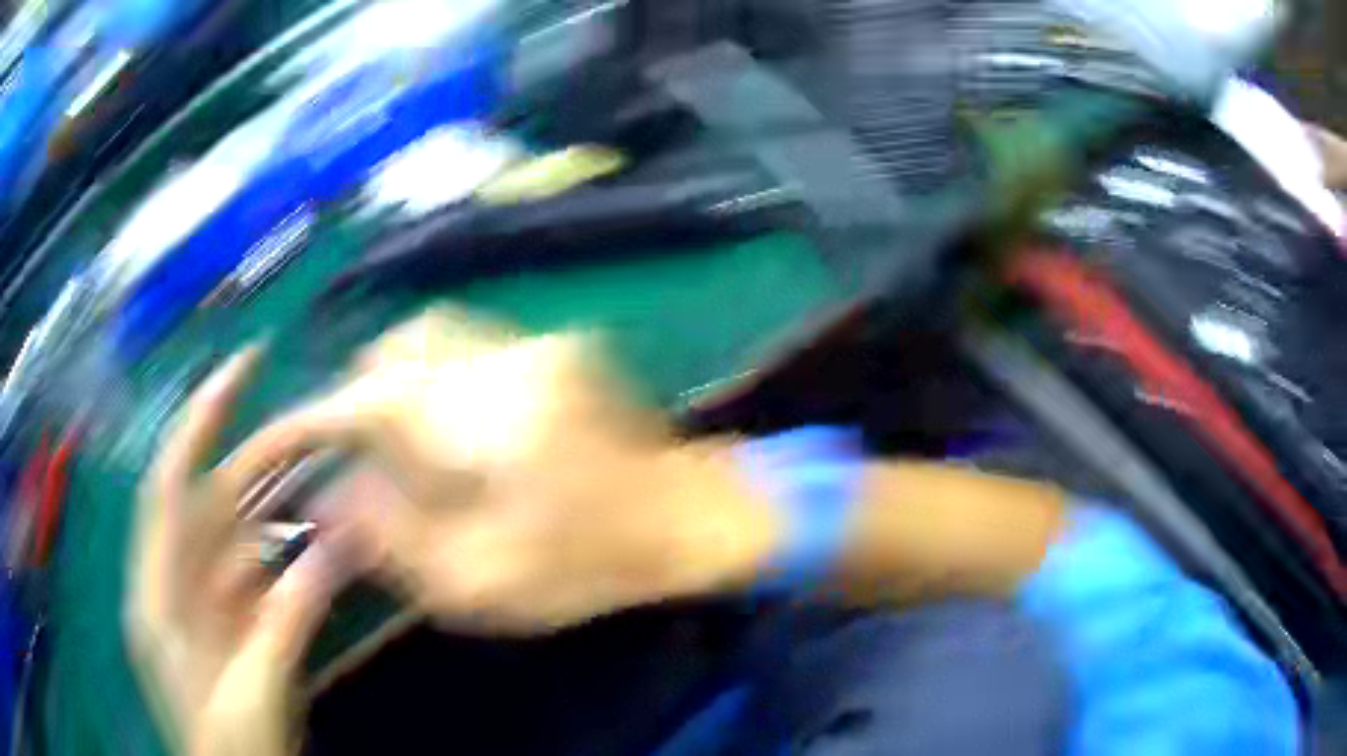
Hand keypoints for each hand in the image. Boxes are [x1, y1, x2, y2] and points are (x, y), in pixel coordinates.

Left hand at [126, 349, 353, 755]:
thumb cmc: (231, 748)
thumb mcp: (255, 691)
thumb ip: (287, 621)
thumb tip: (335, 549)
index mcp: (159, 594)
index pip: (170, 487)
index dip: (199, 422)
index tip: (241, 369)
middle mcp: (176, 585)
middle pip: (211, 506)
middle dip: (252, 460)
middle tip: (309, 422)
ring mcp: (206, 607)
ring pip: (238, 540)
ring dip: (278, 511)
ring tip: (325, 477)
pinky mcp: (233, 628)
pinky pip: (257, 578)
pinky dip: (286, 559)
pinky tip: (318, 545)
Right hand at [220, 308, 779, 634]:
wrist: (693, 521)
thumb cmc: (588, 566)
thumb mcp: (479, 580)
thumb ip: (392, 536)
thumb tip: (329, 496)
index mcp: (476, 420)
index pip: (361, 400)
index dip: (309, 420)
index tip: (279, 444)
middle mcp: (500, 359)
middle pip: (396, 347)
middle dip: (361, 395)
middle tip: (361, 456)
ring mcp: (535, 343)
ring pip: (433, 335)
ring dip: (402, 382)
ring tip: (409, 446)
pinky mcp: (558, 347)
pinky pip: (472, 343)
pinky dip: (441, 376)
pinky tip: (461, 429)